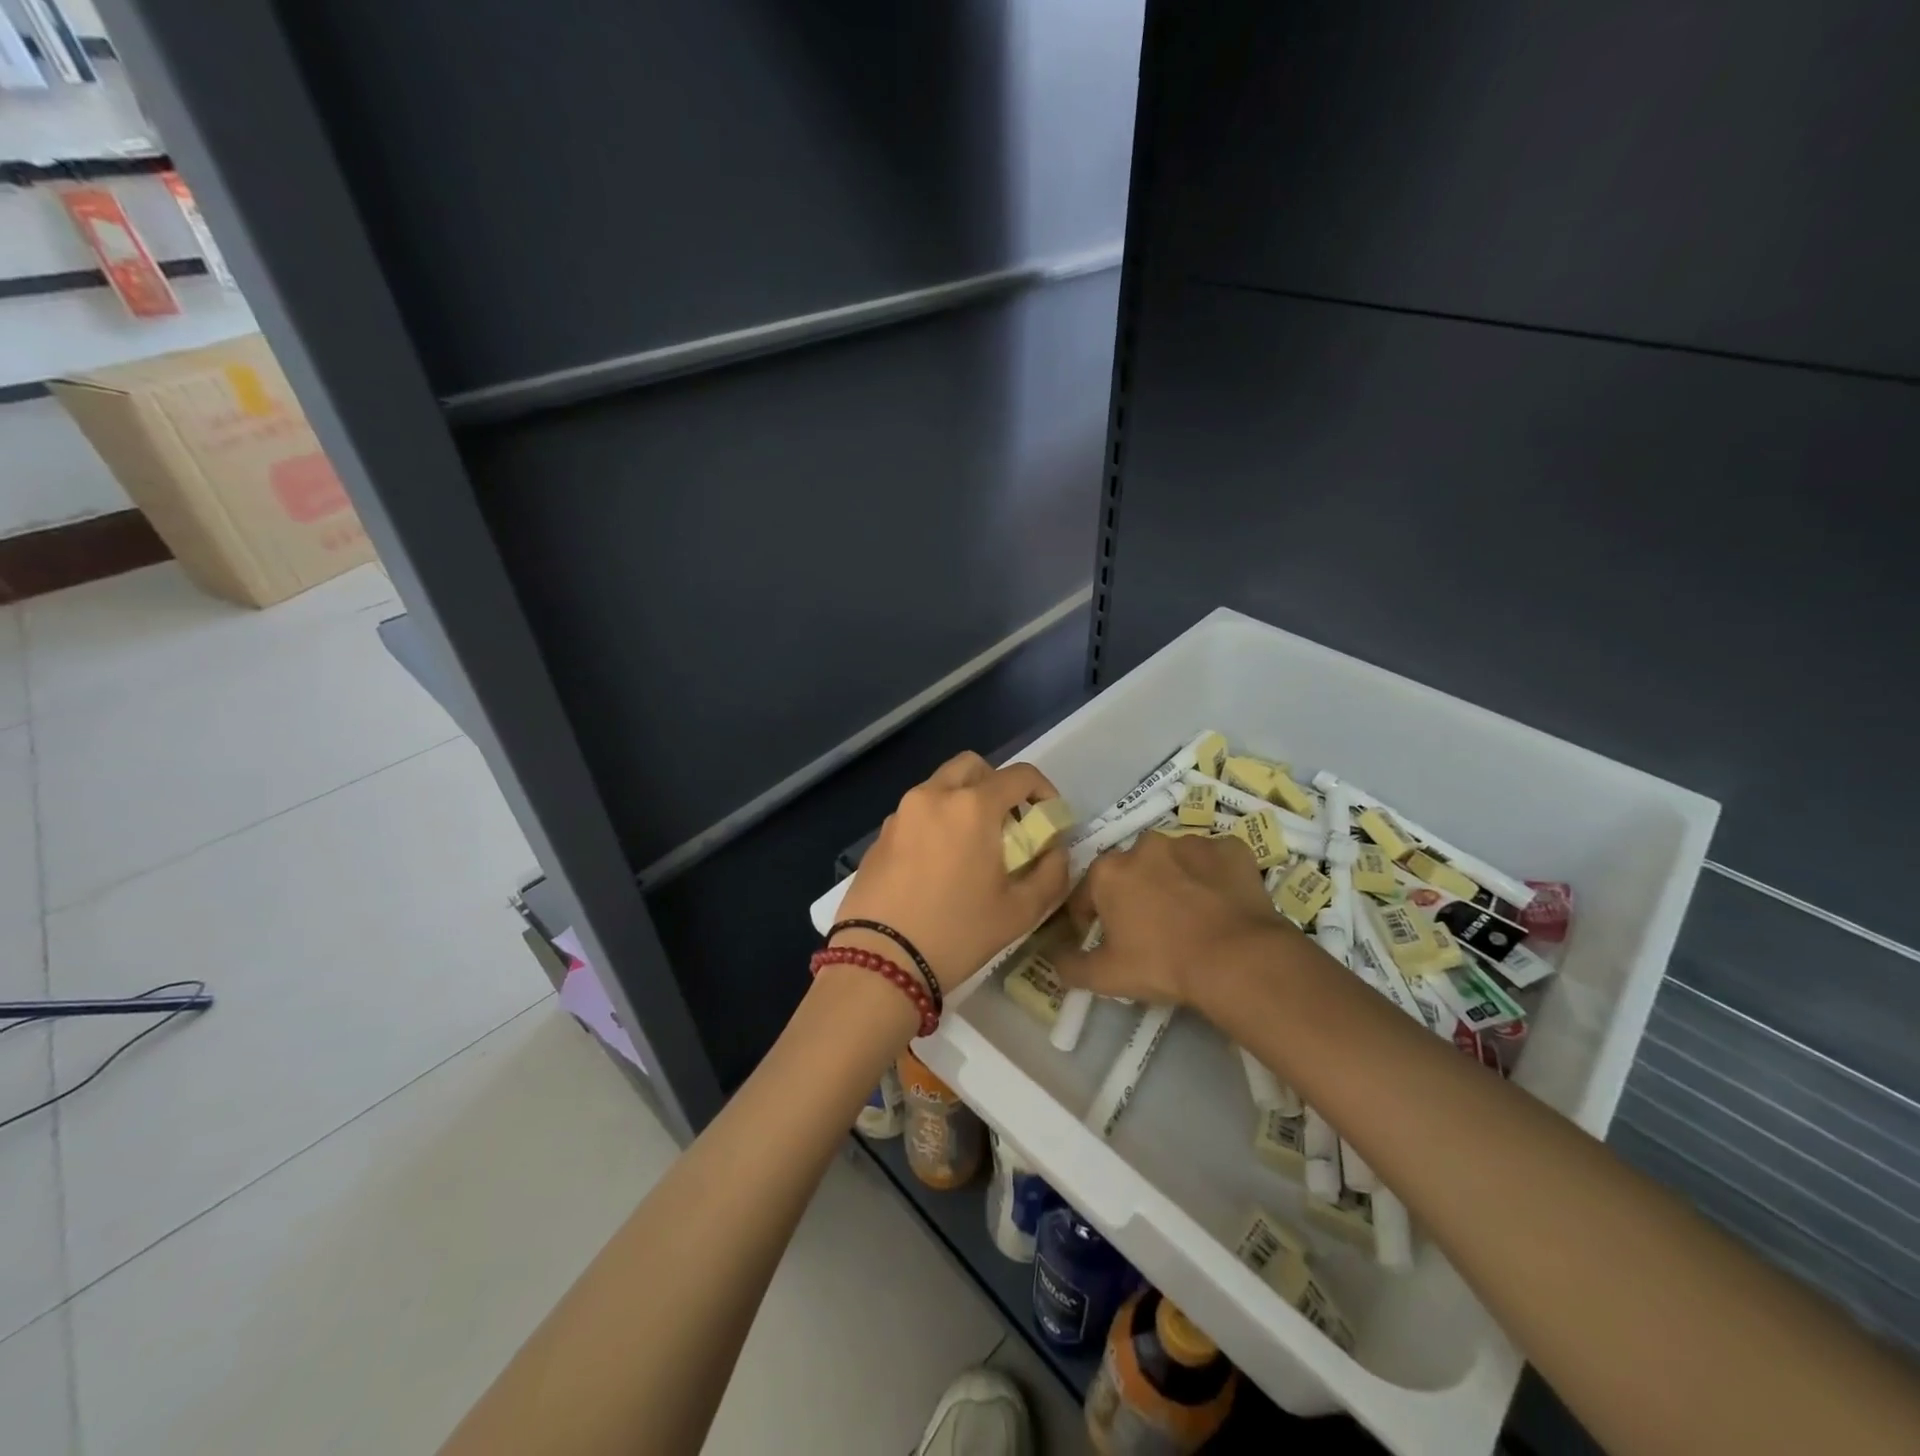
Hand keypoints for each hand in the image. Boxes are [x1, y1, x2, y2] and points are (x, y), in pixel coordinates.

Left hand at [834, 752, 1070, 992]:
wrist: (880, 962)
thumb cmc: (957, 933)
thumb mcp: (1020, 912)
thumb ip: (1051, 873)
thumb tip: (1055, 851)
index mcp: (972, 806)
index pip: (1020, 775)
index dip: (1044, 790)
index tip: (1049, 818)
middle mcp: (933, 796)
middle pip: (973, 766)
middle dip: (997, 785)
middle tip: (1008, 824)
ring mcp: (900, 813)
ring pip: (940, 786)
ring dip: (963, 801)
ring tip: (972, 848)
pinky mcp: (879, 836)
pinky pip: (916, 813)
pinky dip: (935, 823)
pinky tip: (938, 867)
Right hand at [1053, 831, 1295, 1005]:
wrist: (1237, 958)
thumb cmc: (1163, 964)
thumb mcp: (1106, 977)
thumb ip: (1071, 966)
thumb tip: (1054, 959)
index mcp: (1109, 871)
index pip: (1086, 895)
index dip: (1091, 921)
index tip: (1107, 943)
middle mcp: (1145, 845)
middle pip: (1131, 872)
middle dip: (1135, 895)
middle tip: (1152, 930)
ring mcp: (1190, 842)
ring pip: (1174, 862)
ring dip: (1175, 881)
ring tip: (1192, 917)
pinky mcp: (1230, 848)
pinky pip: (1214, 861)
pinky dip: (1214, 877)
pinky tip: (1223, 904)